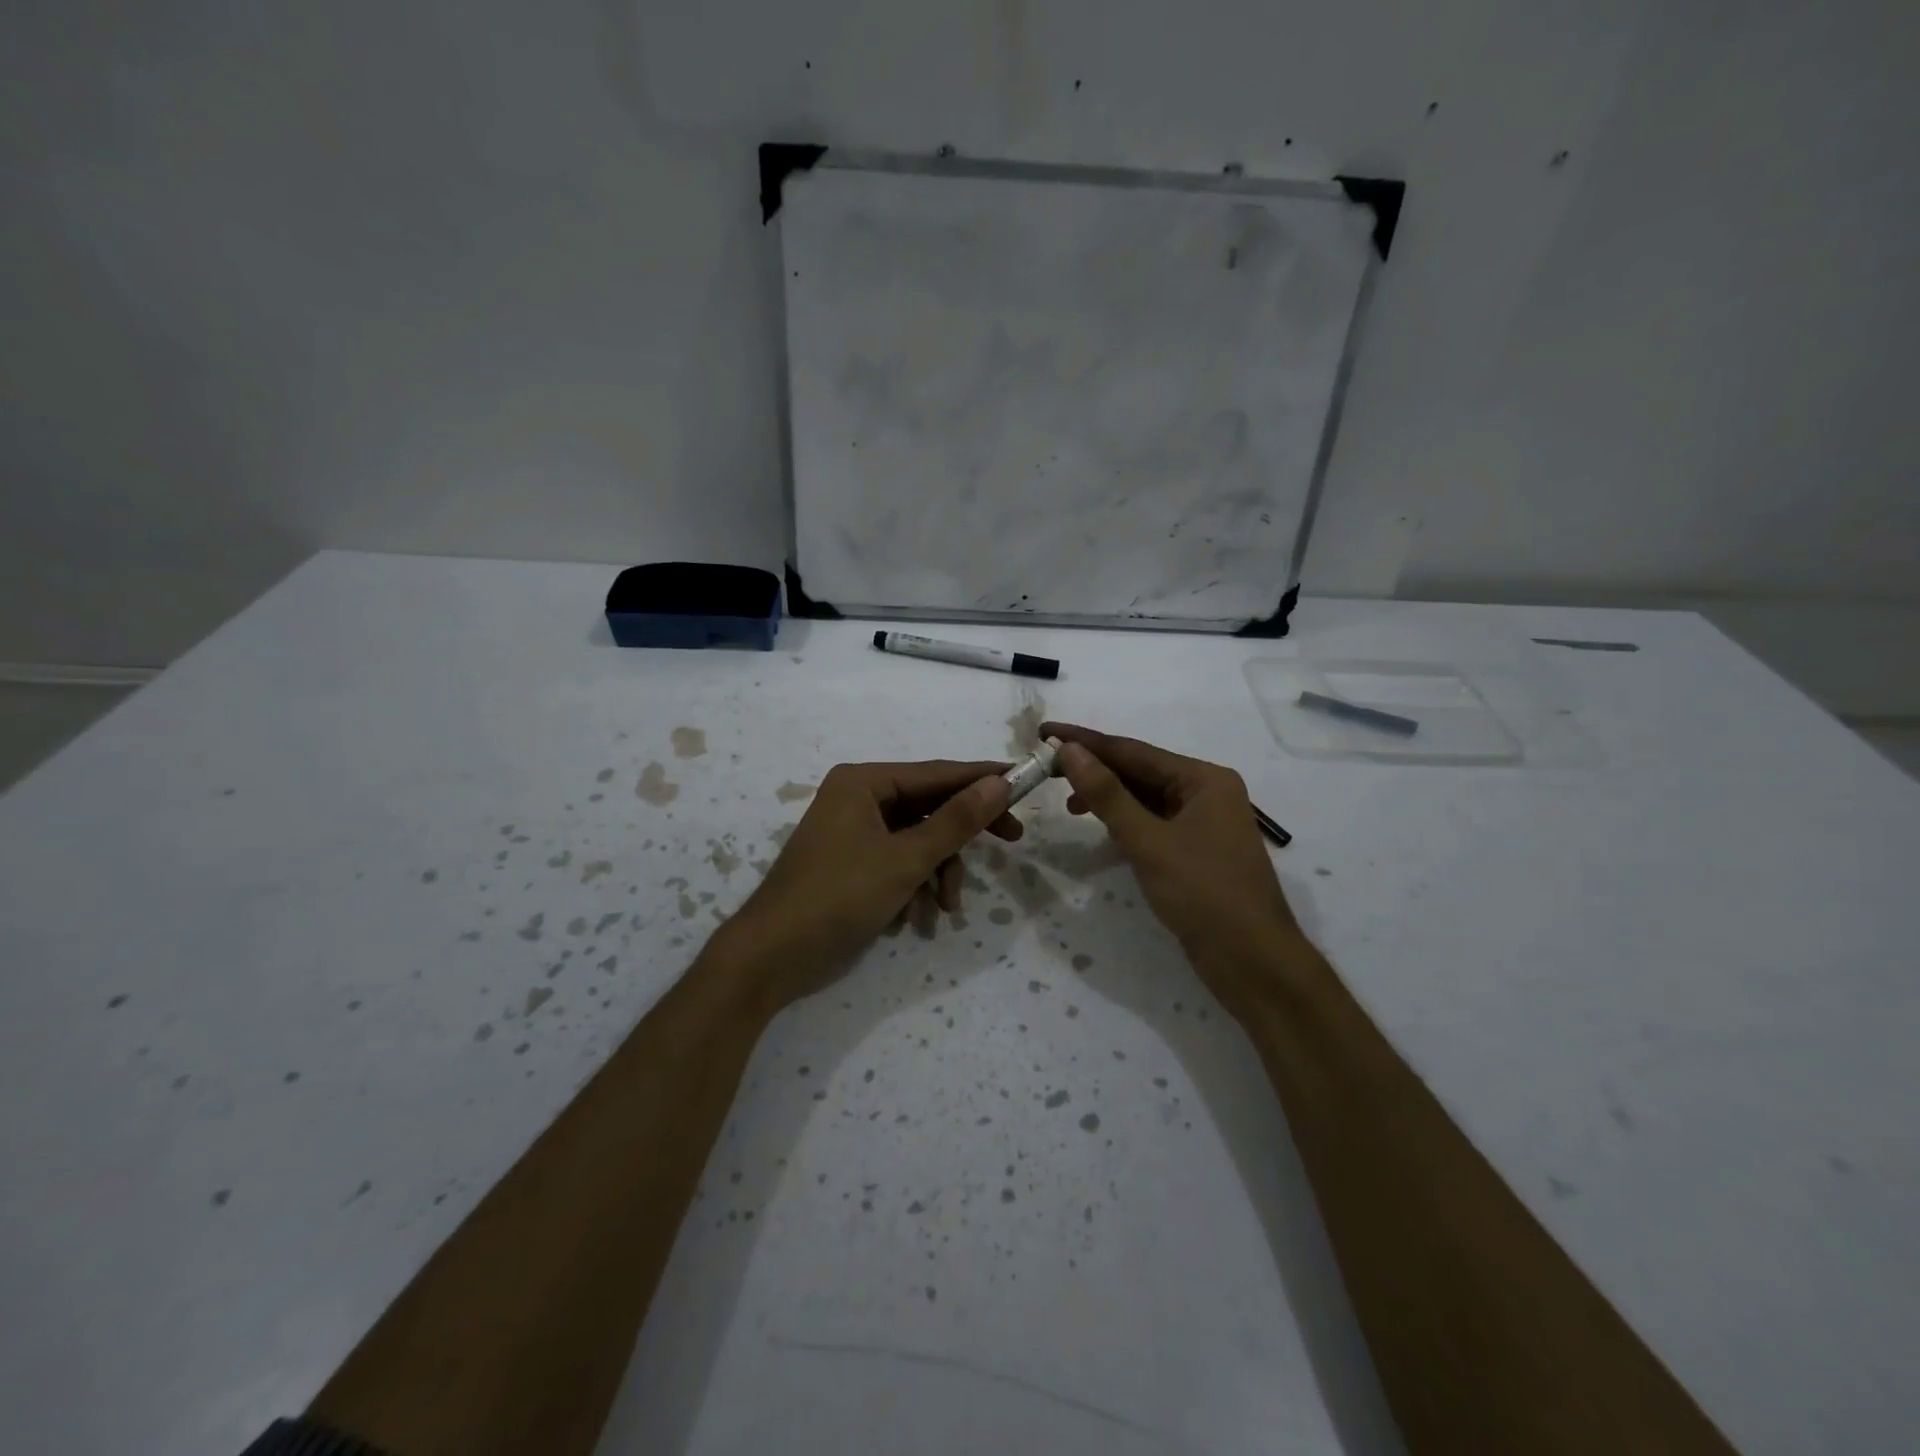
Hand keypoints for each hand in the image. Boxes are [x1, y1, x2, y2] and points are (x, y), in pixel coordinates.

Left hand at [710, 760, 1019, 1012]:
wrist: (771, 957)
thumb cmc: (839, 896)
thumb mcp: (906, 859)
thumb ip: (956, 821)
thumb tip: (999, 783)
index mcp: (864, 782)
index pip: (938, 772)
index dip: (983, 778)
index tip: (1025, 782)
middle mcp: (858, 798)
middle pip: (929, 806)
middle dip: (961, 837)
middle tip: (1012, 840)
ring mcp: (853, 832)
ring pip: (917, 840)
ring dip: (937, 872)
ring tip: (945, 908)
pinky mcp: (851, 864)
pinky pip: (897, 862)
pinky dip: (913, 886)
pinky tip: (915, 919)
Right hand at [1043, 722, 1303, 1010]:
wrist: (1253, 962)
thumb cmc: (1204, 894)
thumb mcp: (1148, 841)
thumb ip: (1107, 794)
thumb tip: (1069, 750)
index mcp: (1204, 779)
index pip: (1134, 751)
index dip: (1086, 742)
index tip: (1046, 732)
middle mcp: (1207, 792)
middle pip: (1140, 771)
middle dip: (1095, 769)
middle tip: (1046, 767)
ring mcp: (1204, 823)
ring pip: (1146, 798)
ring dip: (1108, 797)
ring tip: (1067, 803)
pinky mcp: (1197, 851)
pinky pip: (1153, 822)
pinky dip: (1125, 821)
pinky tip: (1102, 827)